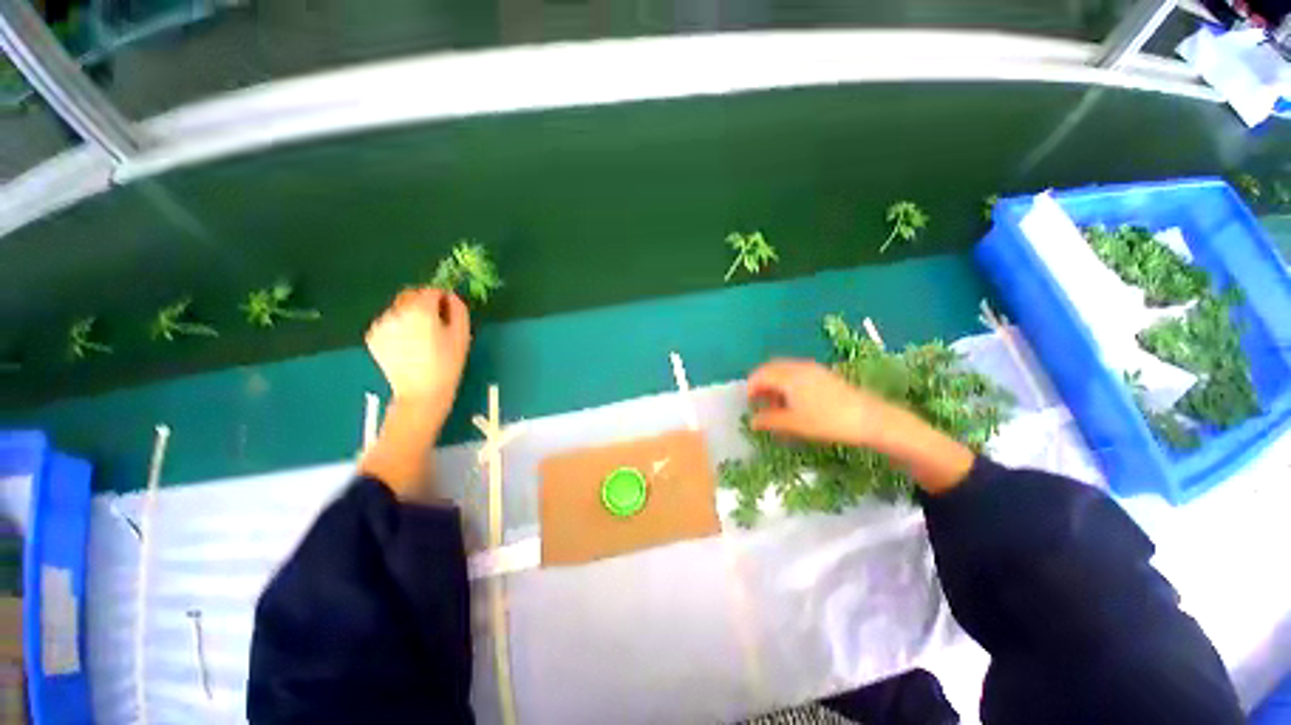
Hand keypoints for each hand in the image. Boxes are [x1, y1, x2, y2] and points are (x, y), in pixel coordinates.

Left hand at [365, 288, 470, 424]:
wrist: (422, 392)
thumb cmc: (448, 364)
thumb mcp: (462, 334)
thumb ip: (458, 309)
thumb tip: (451, 296)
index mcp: (420, 310)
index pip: (430, 290)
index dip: (442, 297)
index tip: (448, 308)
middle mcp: (396, 312)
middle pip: (410, 295)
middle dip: (423, 302)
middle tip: (436, 321)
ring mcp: (381, 324)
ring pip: (398, 309)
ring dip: (410, 314)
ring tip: (422, 335)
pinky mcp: (372, 336)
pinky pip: (388, 322)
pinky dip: (399, 326)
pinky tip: (409, 344)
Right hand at [746, 359, 892, 446]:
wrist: (870, 419)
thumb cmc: (827, 421)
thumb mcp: (794, 423)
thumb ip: (769, 420)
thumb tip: (752, 421)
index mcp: (788, 376)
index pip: (761, 375)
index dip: (750, 388)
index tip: (747, 403)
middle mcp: (798, 367)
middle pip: (771, 368)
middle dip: (761, 383)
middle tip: (757, 402)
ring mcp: (813, 369)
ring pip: (784, 370)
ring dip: (774, 383)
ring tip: (774, 404)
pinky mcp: (823, 374)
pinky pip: (797, 372)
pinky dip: (787, 383)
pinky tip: (793, 400)